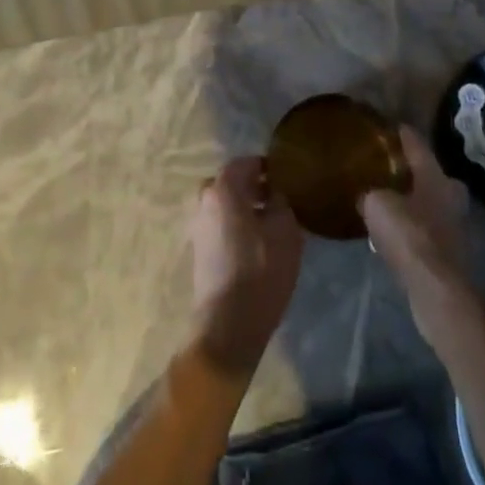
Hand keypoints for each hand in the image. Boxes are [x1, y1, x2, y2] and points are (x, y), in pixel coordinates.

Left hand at [189, 158, 303, 375]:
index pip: (245, 162)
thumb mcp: (285, 230)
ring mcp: (198, 225)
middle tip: (281, 198)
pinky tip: (258, 242)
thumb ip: (281, 200)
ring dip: (246, 206)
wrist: (228, 322)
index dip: (267, 166)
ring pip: (225, 204)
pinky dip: (237, 223)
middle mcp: (204, 200)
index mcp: (222, 189)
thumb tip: (275, 191)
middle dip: (255, 186)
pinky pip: (221, 223)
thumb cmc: (261, 270)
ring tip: (273, 222)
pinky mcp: (199, 248)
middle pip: (232, 182)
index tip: (287, 176)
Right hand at [360, 126, 469, 290]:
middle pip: (430, 174)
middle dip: (411, 170)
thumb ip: (370, 194)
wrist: (436, 288)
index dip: (403, 134)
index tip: (392, 125)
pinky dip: (414, 225)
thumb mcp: (376, 206)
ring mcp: (456, 223)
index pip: (417, 145)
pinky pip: (428, 227)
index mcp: (435, 176)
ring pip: (431, 202)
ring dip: (413, 200)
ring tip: (388, 200)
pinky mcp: (452, 250)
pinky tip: (396, 230)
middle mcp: (451, 194)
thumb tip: (366, 194)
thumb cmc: (409, 236)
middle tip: (389, 168)